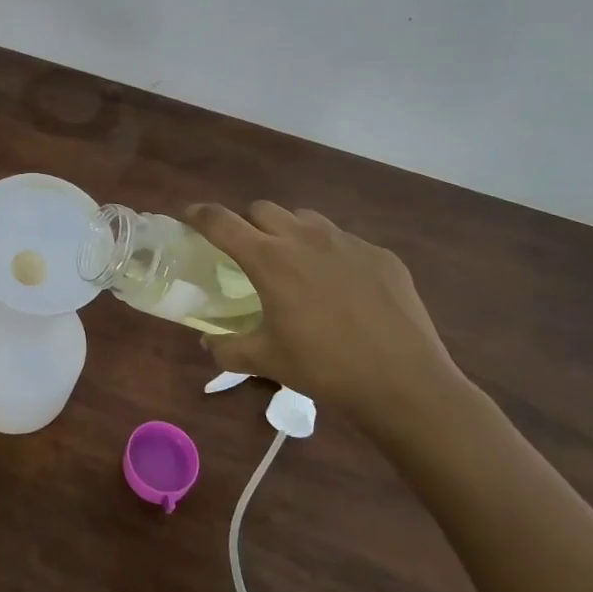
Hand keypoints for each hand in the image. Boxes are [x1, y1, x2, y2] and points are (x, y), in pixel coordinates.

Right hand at [185, 201, 464, 428]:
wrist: (404, 383)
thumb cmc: (324, 369)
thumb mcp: (267, 361)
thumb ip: (228, 349)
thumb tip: (208, 344)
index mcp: (269, 260)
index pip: (221, 222)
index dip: (199, 214)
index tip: (189, 214)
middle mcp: (304, 238)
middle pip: (262, 208)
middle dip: (247, 222)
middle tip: (247, 249)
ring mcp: (346, 242)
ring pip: (305, 218)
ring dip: (289, 231)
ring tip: (295, 262)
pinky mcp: (380, 254)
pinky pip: (345, 241)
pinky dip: (331, 254)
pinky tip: (342, 288)